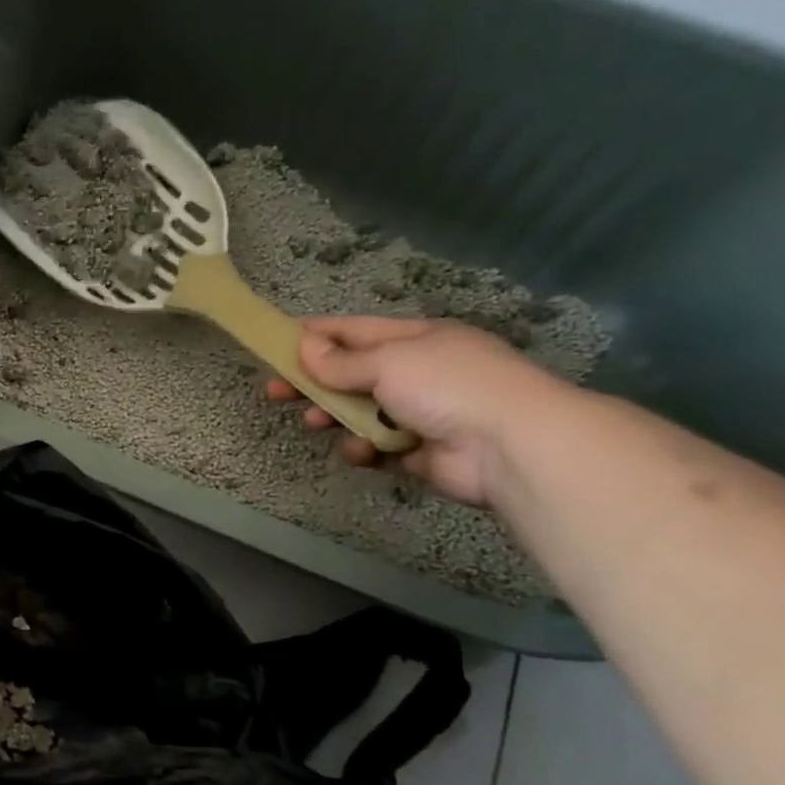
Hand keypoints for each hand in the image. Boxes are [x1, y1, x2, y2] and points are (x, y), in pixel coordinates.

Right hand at [269, 317, 571, 506]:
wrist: (510, 446)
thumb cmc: (447, 386)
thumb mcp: (389, 361)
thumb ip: (342, 361)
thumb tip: (305, 349)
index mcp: (416, 339)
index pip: (355, 331)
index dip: (315, 335)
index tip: (276, 343)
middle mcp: (418, 373)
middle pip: (351, 375)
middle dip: (314, 383)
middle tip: (275, 393)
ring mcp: (420, 414)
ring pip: (360, 414)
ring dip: (336, 419)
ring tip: (315, 424)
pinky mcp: (419, 453)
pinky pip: (378, 449)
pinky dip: (365, 450)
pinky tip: (361, 452)